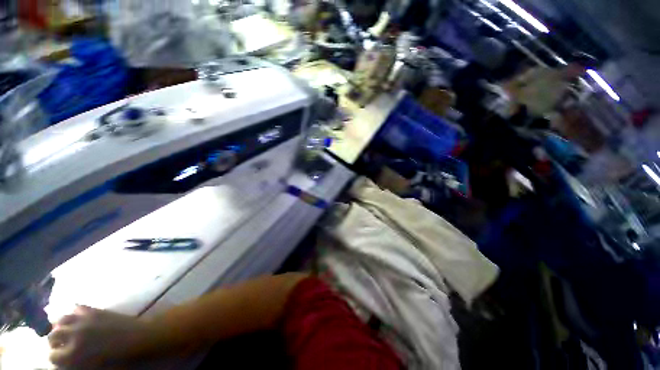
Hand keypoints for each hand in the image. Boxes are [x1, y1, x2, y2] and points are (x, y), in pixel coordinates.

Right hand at [48, 305, 156, 368]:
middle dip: (54, 341)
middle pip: (52, 336)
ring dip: (60, 325)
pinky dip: (74, 312)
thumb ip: (76, 364)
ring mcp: (84, 320)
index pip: (51, 356)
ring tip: (66, 331)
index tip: (60, 359)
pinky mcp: (94, 310)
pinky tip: (77, 318)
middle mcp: (73, 335)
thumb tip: (65, 364)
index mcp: (73, 354)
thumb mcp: (94, 368)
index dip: (55, 358)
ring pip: (60, 319)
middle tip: (61, 345)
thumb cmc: (120, 359)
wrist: (140, 338)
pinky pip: (77, 307)